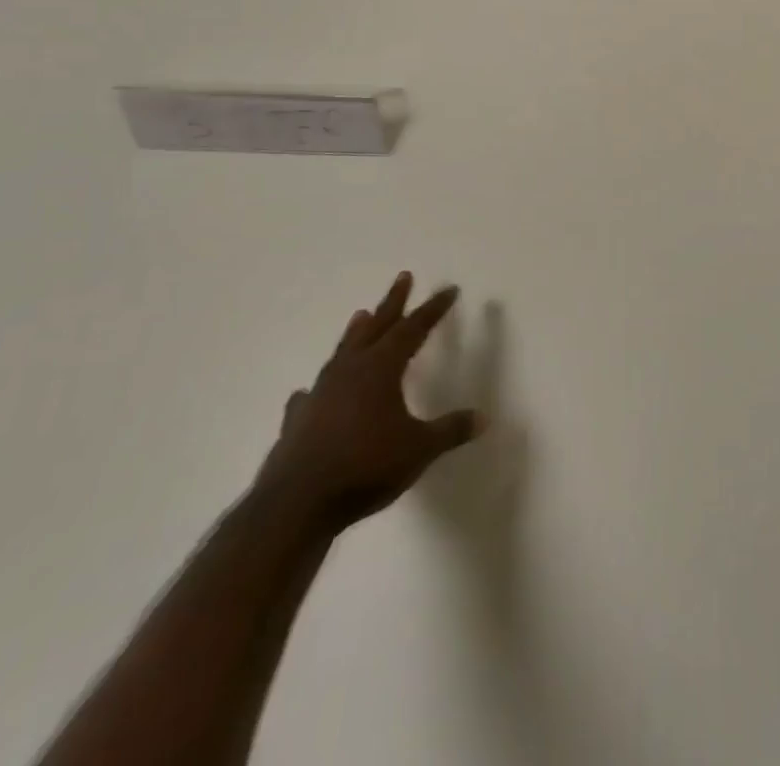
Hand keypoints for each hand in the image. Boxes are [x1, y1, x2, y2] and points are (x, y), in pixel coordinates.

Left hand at [259, 272, 483, 531]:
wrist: (297, 504)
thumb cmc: (366, 466)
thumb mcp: (419, 449)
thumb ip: (450, 431)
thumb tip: (483, 418)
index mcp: (382, 368)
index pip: (414, 328)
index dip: (433, 309)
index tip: (449, 290)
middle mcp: (350, 370)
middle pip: (376, 326)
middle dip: (393, 301)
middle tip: (403, 276)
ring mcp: (320, 393)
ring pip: (343, 351)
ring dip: (356, 333)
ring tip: (362, 315)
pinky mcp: (298, 420)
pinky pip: (311, 394)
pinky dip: (317, 388)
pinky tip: (310, 392)